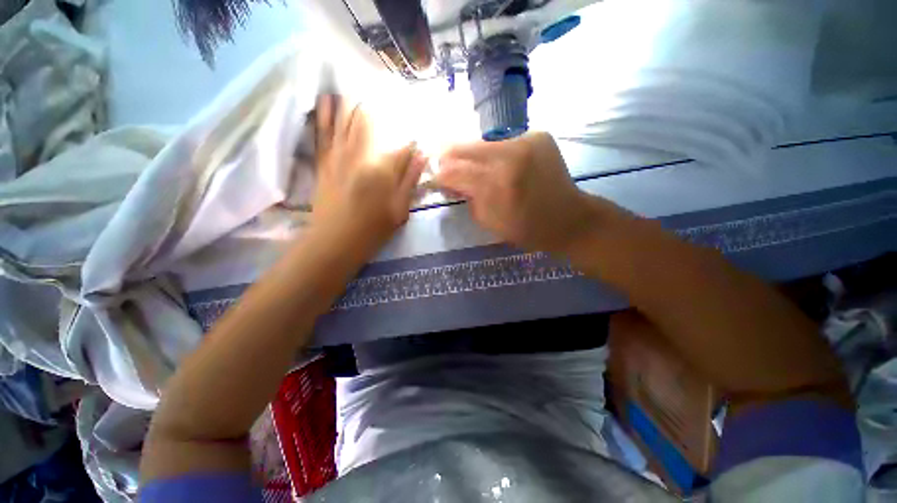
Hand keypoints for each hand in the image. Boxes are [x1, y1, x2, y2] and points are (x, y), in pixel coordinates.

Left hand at [312, 95, 425, 250]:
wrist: (334, 242)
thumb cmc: (372, 229)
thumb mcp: (399, 209)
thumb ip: (410, 180)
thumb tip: (422, 154)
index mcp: (382, 168)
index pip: (402, 145)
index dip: (411, 139)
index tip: (417, 134)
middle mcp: (359, 153)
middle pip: (370, 122)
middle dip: (379, 107)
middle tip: (385, 95)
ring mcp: (338, 155)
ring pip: (345, 120)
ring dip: (353, 102)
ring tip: (359, 88)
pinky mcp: (323, 161)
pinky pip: (322, 131)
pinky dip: (325, 114)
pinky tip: (327, 99)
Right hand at [437, 132, 609, 253]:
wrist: (569, 219)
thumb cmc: (527, 229)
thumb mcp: (488, 221)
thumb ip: (465, 197)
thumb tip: (448, 180)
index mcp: (497, 183)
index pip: (453, 171)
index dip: (439, 175)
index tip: (435, 180)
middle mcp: (510, 154)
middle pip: (463, 147)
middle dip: (450, 160)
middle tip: (448, 172)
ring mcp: (526, 139)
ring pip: (481, 142)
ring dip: (471, 156)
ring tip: (474, 170)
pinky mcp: (538, 134)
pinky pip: (502, 141)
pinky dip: (493, 153)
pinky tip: (498, 166)